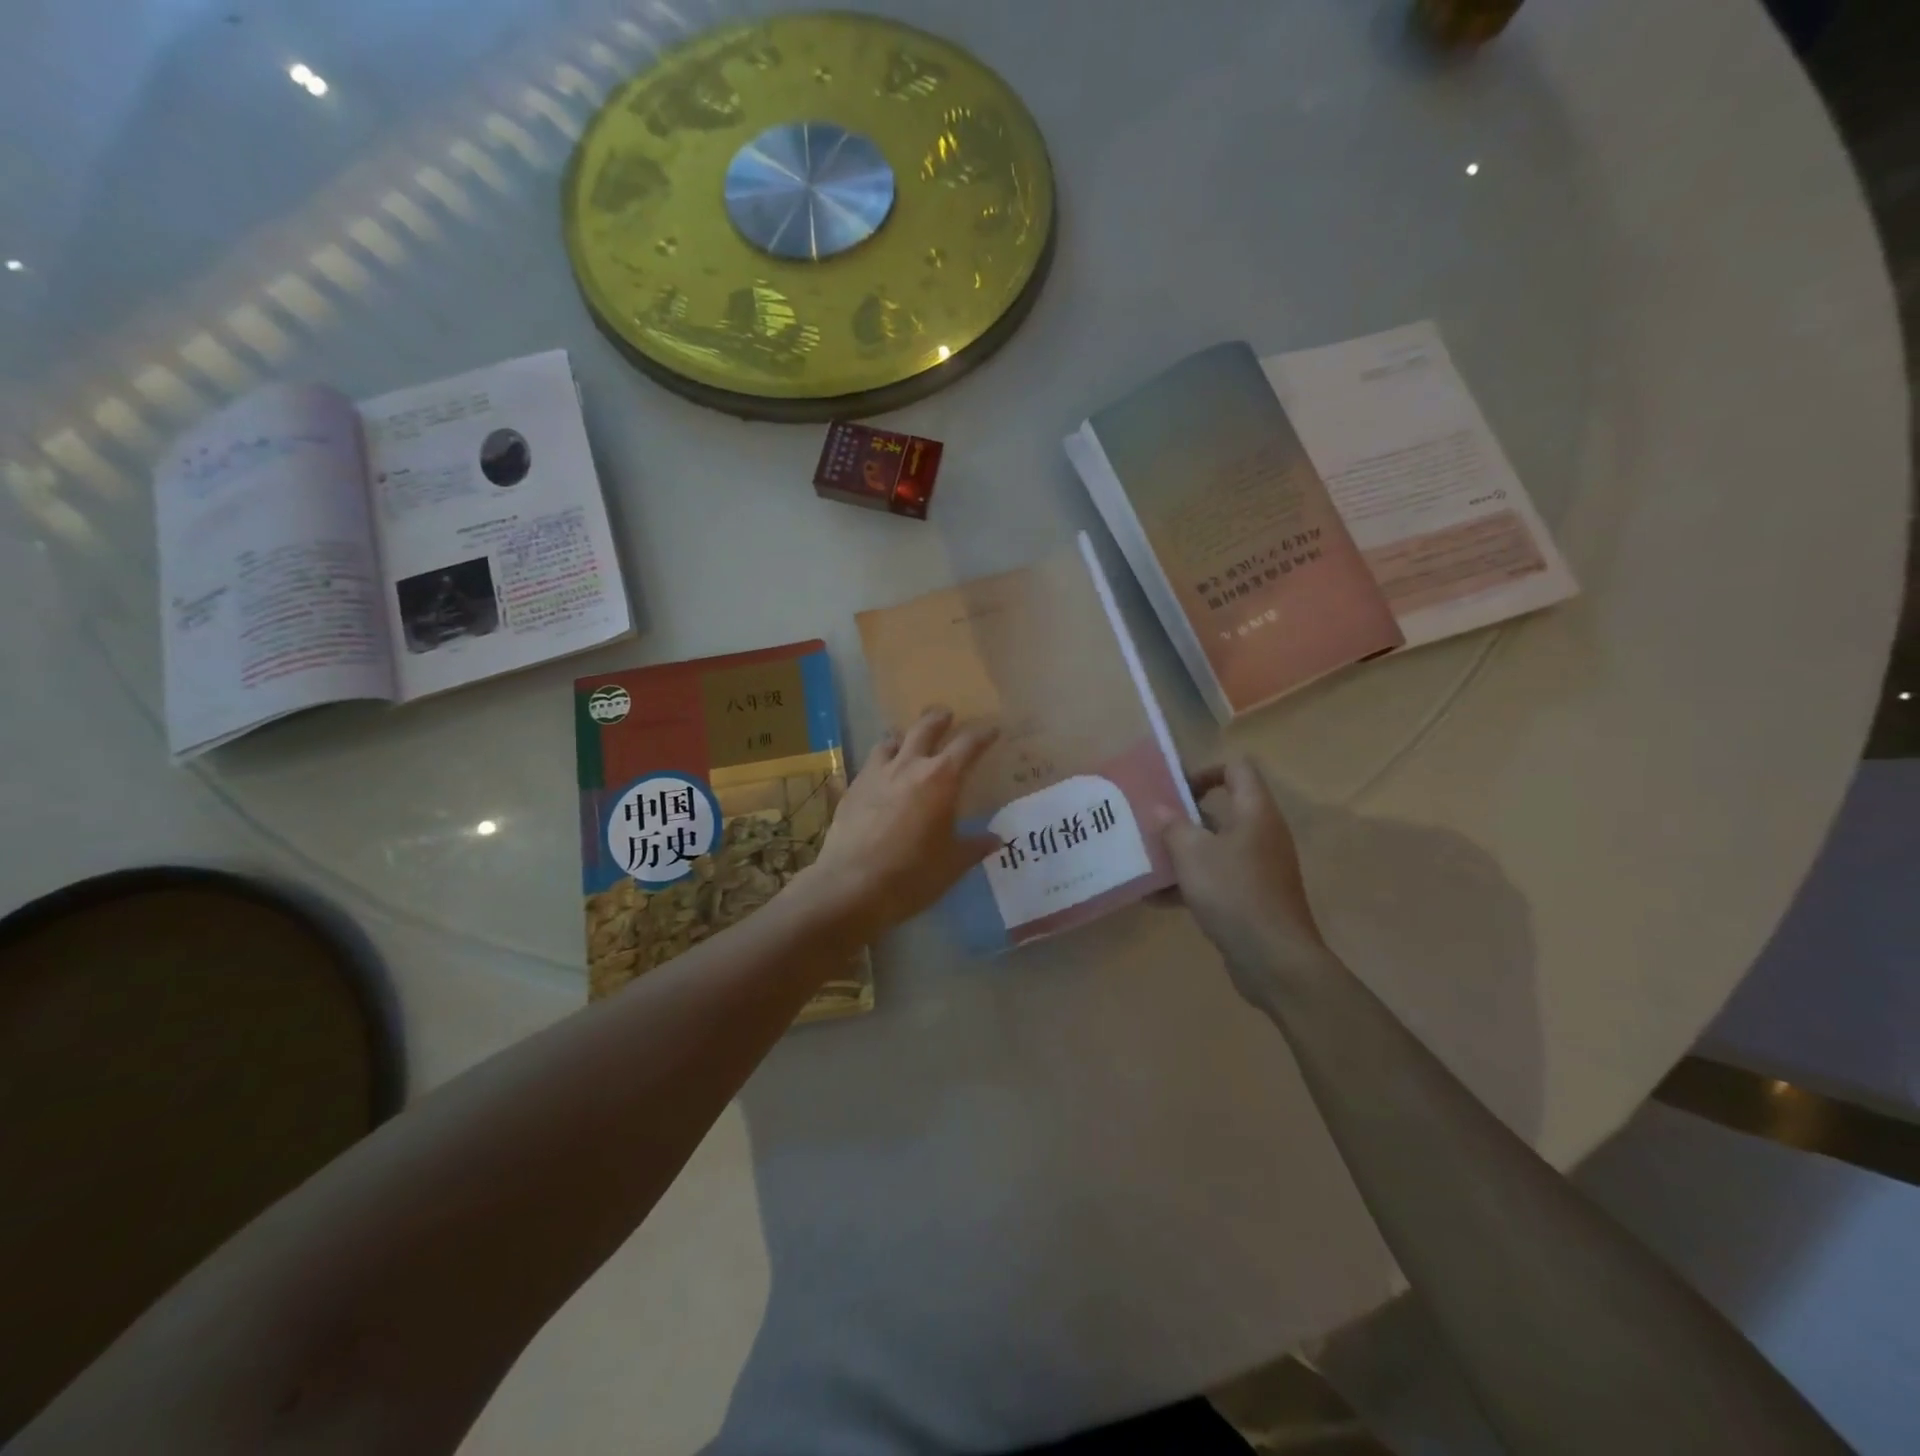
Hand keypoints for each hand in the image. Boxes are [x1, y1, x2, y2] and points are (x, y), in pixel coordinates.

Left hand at [800, 707, 1000, 941]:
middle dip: (938, 719)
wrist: (851, 886)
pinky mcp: (852, 789)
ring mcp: (876, 774)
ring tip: (908, 741)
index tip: (992, 731)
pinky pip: (870, 764)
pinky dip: (881, 762)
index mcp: (941, 779)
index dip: (982, 736)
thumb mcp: (952, 864)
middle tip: (946, 715)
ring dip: (904, 737)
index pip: (967, 746)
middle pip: (925, 728)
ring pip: (891, 741)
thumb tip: (996, 839)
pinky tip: (881, 776)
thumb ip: (975, 847)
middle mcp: (908, 766)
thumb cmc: (912, 875)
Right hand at [1162, 757, 1330, 1001]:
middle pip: (1222, 810)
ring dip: (1182, 852)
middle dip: (1183, 816)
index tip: (1173, 790)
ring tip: (1146, 859)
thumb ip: (1173, 826)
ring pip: (1215, 847)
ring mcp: (1258, 868)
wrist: (1274, 960)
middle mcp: (1261, 834)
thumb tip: (1160, 809)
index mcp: (1254, 812)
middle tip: (1149, 823)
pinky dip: (1190, 884)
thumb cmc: (1234, 893)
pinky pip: (1217, 879)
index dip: (1205, 771)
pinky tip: (1155, 898)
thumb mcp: (1193, 854)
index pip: (1237, 769)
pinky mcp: (1252, 897)